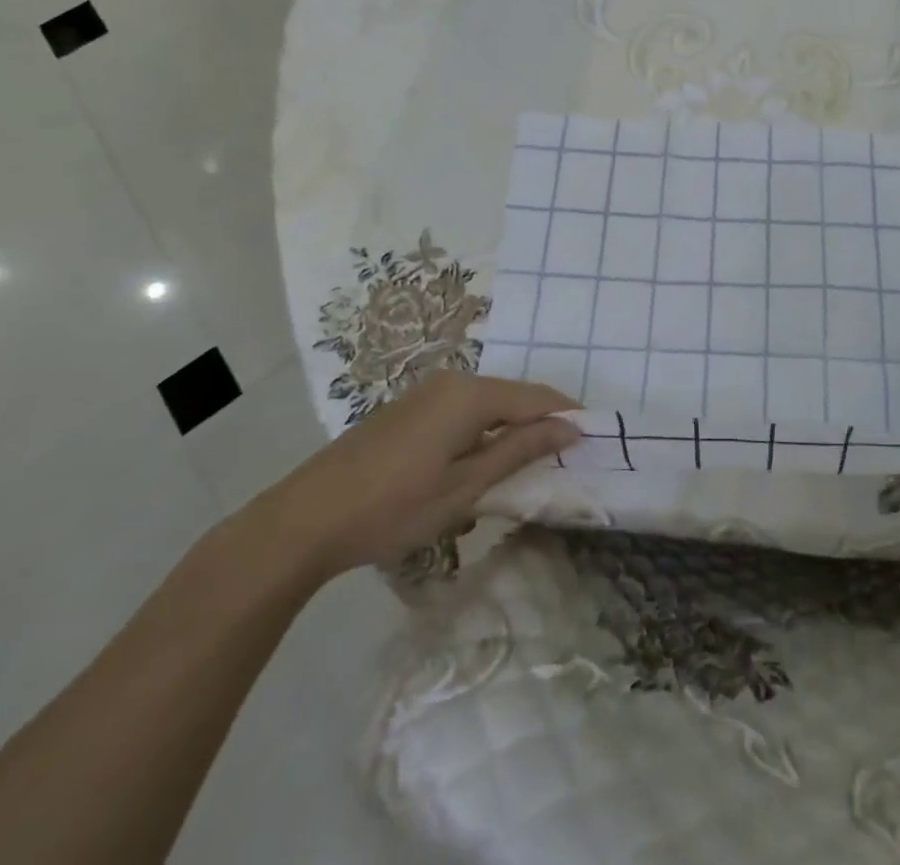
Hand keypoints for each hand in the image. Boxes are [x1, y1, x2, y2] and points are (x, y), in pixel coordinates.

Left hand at [251, 372, 578, 583]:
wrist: (305, 519)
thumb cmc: (394, 507)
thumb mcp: (466, 485)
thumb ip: (520, 450)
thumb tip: (569, 427)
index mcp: (471, 394)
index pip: (536, 397)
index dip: (567, 415)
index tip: (594, 438)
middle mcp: (452, 381)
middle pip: (512, 397)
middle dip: (540, 423)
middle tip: (563, 456)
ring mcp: (426, 393)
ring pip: (486, 404)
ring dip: (510, 429)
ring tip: (527, 464)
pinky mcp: (408, 410)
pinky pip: (461, 411)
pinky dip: (482, 431)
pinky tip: (480, 462)